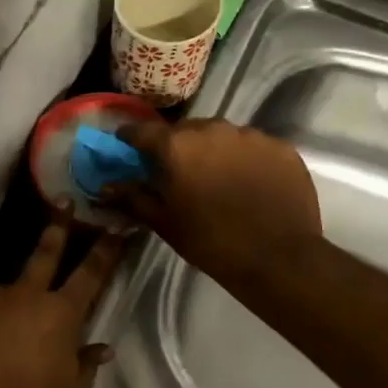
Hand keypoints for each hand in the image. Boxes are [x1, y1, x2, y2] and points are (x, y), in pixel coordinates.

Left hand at [0, 222, 121, 387]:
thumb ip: (85, 363)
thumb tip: (100, 346)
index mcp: (61, 314)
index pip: (90, 274)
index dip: (105, 249)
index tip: (115, 227)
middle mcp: (25, 296)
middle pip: (45, 254)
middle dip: (58, 227)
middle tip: (64, 203)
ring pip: (5, 296)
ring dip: (9, 309)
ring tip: (2, 346)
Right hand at [110, 119, 322, 288]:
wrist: (277, 258)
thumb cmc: (210, 241)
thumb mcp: (164, 222)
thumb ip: (133, 197)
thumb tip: (106, 186)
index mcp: (177, 146)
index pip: (142, 131)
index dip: (131, 139)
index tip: (127, 147)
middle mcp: (212, 129)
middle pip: (185, 130)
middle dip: (177, 146)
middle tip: (178, 172)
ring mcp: (250, 135)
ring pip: (221, 136)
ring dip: (213, 151)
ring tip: (217, 178)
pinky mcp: (280, 147)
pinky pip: (253, 146)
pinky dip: (245, 159)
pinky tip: (248, 183)